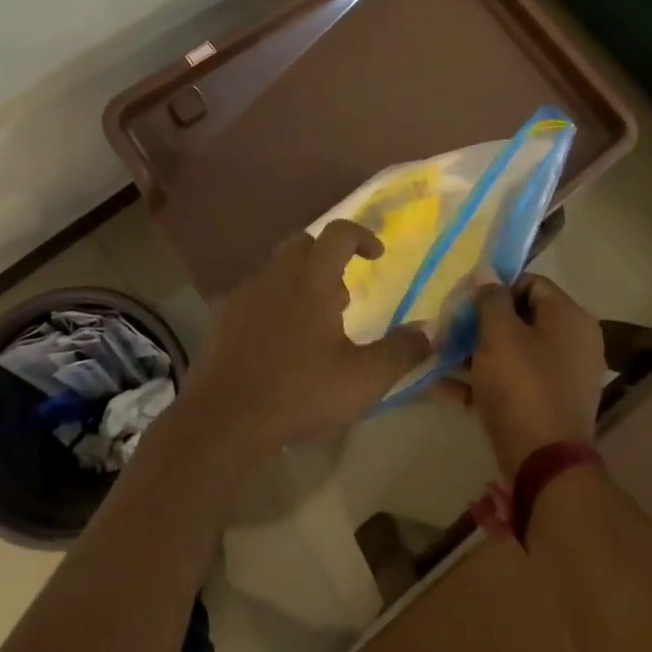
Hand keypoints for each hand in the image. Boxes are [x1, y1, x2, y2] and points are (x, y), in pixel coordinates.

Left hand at [182, 221, 431, 458]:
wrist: (225, 418)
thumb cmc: (299, 392)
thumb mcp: (363, 379)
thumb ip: (400, 352)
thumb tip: (429, 332)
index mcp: (312, 279)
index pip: (339, 233)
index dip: (362, 236)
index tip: (376, 255)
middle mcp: (277, 274)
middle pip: (303, 242)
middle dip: (327, 257)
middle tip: (343, 295)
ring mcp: (245, 292)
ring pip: (276, 267)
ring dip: (299, 280)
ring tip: (314, 322)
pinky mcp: (223, 315)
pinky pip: (254, 293)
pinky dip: (272, 302)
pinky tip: (278, 340)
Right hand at [435, 273, 604, 477]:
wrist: (544, 465)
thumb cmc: (522, 387)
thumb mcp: (499, 335)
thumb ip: (491, 299)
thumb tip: (487, 271)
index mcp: (569, 318)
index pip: (531, 283)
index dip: (495, 287)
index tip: (464, 299)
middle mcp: (573, 343)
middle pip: (520, 318)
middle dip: (480, 322)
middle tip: (448, 328)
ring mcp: (561, 377)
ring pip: (513, 352)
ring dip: (475, 351)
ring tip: (438, 355)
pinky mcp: (546, 405)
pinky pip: (512, 382)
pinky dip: (482, 381)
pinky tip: (442, 386)